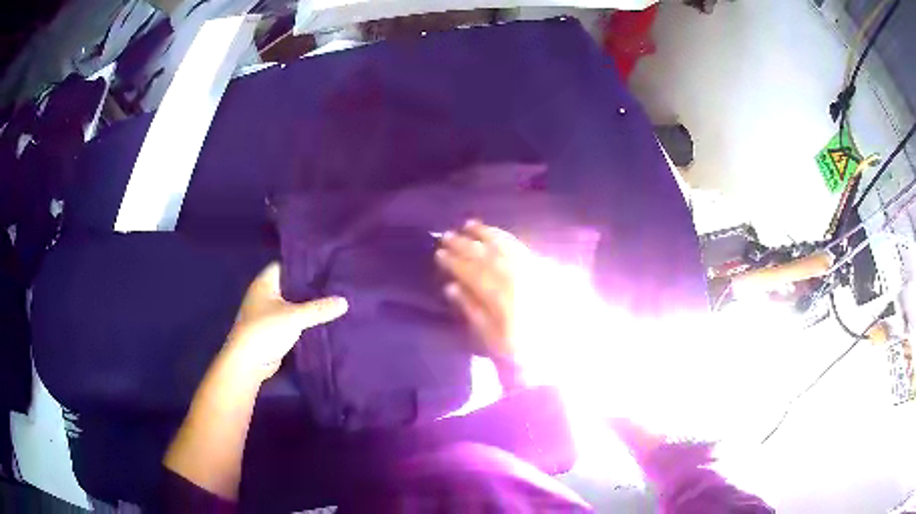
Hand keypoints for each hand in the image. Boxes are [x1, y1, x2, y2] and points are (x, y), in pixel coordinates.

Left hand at [222, 263, 347, 380]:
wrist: (248, 362)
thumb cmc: (266, 330)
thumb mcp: (295, 317)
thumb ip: (319, 309)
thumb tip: (345, 302)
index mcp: (264, 283)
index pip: (285, 265)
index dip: (302, 265)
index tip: (323, 265)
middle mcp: (263, 295)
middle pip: (288, 285)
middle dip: (307, 286)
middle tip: (332, 284)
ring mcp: (265, 313)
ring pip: (289, 304)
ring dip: (305, 305)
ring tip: (330, 300)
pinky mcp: (270, 330)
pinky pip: (289, 320)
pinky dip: (301, 321)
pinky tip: (318, 321)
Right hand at [434, 220, 534, 357]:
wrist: (570, 354)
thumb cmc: (526, 355)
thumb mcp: (494, 341)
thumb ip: (473, 312)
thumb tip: (451, 287)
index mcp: (501, 295)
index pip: (472, 271)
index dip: (454, 261)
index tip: (439, 253)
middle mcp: (517, 276)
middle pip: (487, 255)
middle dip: (465, 244)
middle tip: (447, 235)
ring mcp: (534, 270)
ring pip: (507, 245)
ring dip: (486, 233)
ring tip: (470, 224)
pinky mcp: (547, 269)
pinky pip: (523, 247)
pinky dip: (508, 238)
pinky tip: (499, 235)